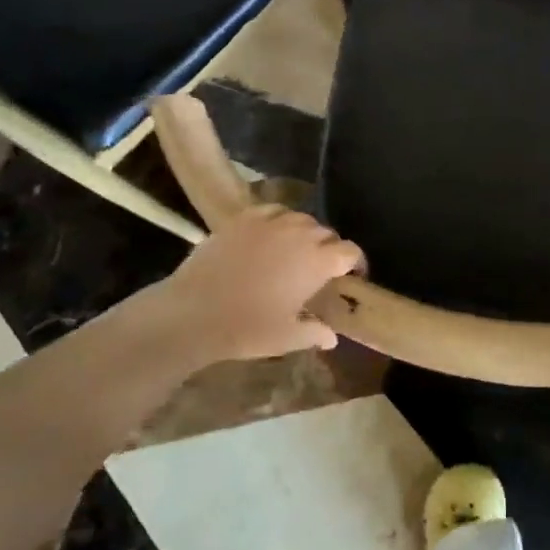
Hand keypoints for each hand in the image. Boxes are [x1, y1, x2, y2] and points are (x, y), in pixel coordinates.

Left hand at [145, 205, 364, 364]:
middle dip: (330, 248)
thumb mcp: (287, 337)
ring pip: (301, 219)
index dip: (356, 262)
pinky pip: (273, 211)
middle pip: (327, 233)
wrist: (194, 312)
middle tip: (321, 268)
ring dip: (305, 233)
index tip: (352, 275)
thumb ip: (314, 333)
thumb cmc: (247, 328)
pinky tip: (271, 235)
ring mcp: (271, 223)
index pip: (350, 252)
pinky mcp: (244, 218)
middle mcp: (300, 235)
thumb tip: (332, 337)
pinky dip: (279, 220)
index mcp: (318, 262)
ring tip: (296, 249)